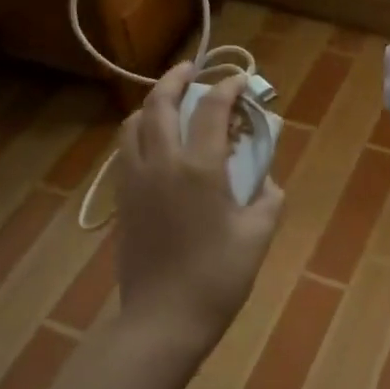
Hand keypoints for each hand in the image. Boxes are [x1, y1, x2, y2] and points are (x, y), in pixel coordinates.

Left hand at [113, 62, 284, 357]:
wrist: (163, 319)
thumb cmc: (218, 278)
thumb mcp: (257, 235)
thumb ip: (267, 197)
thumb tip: (266, 179)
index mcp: (199, 168)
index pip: (212, 110)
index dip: (228, 88)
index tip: (240, 80)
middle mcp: (161, 163)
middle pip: (160, 104)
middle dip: (176, 78)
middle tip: (191, 69)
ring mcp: (134, 180)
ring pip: (134, 124)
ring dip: (152, 104)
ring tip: (169, 103)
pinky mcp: (121, 200)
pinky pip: (125, 150)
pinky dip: (140, 132)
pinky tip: (155, 143)